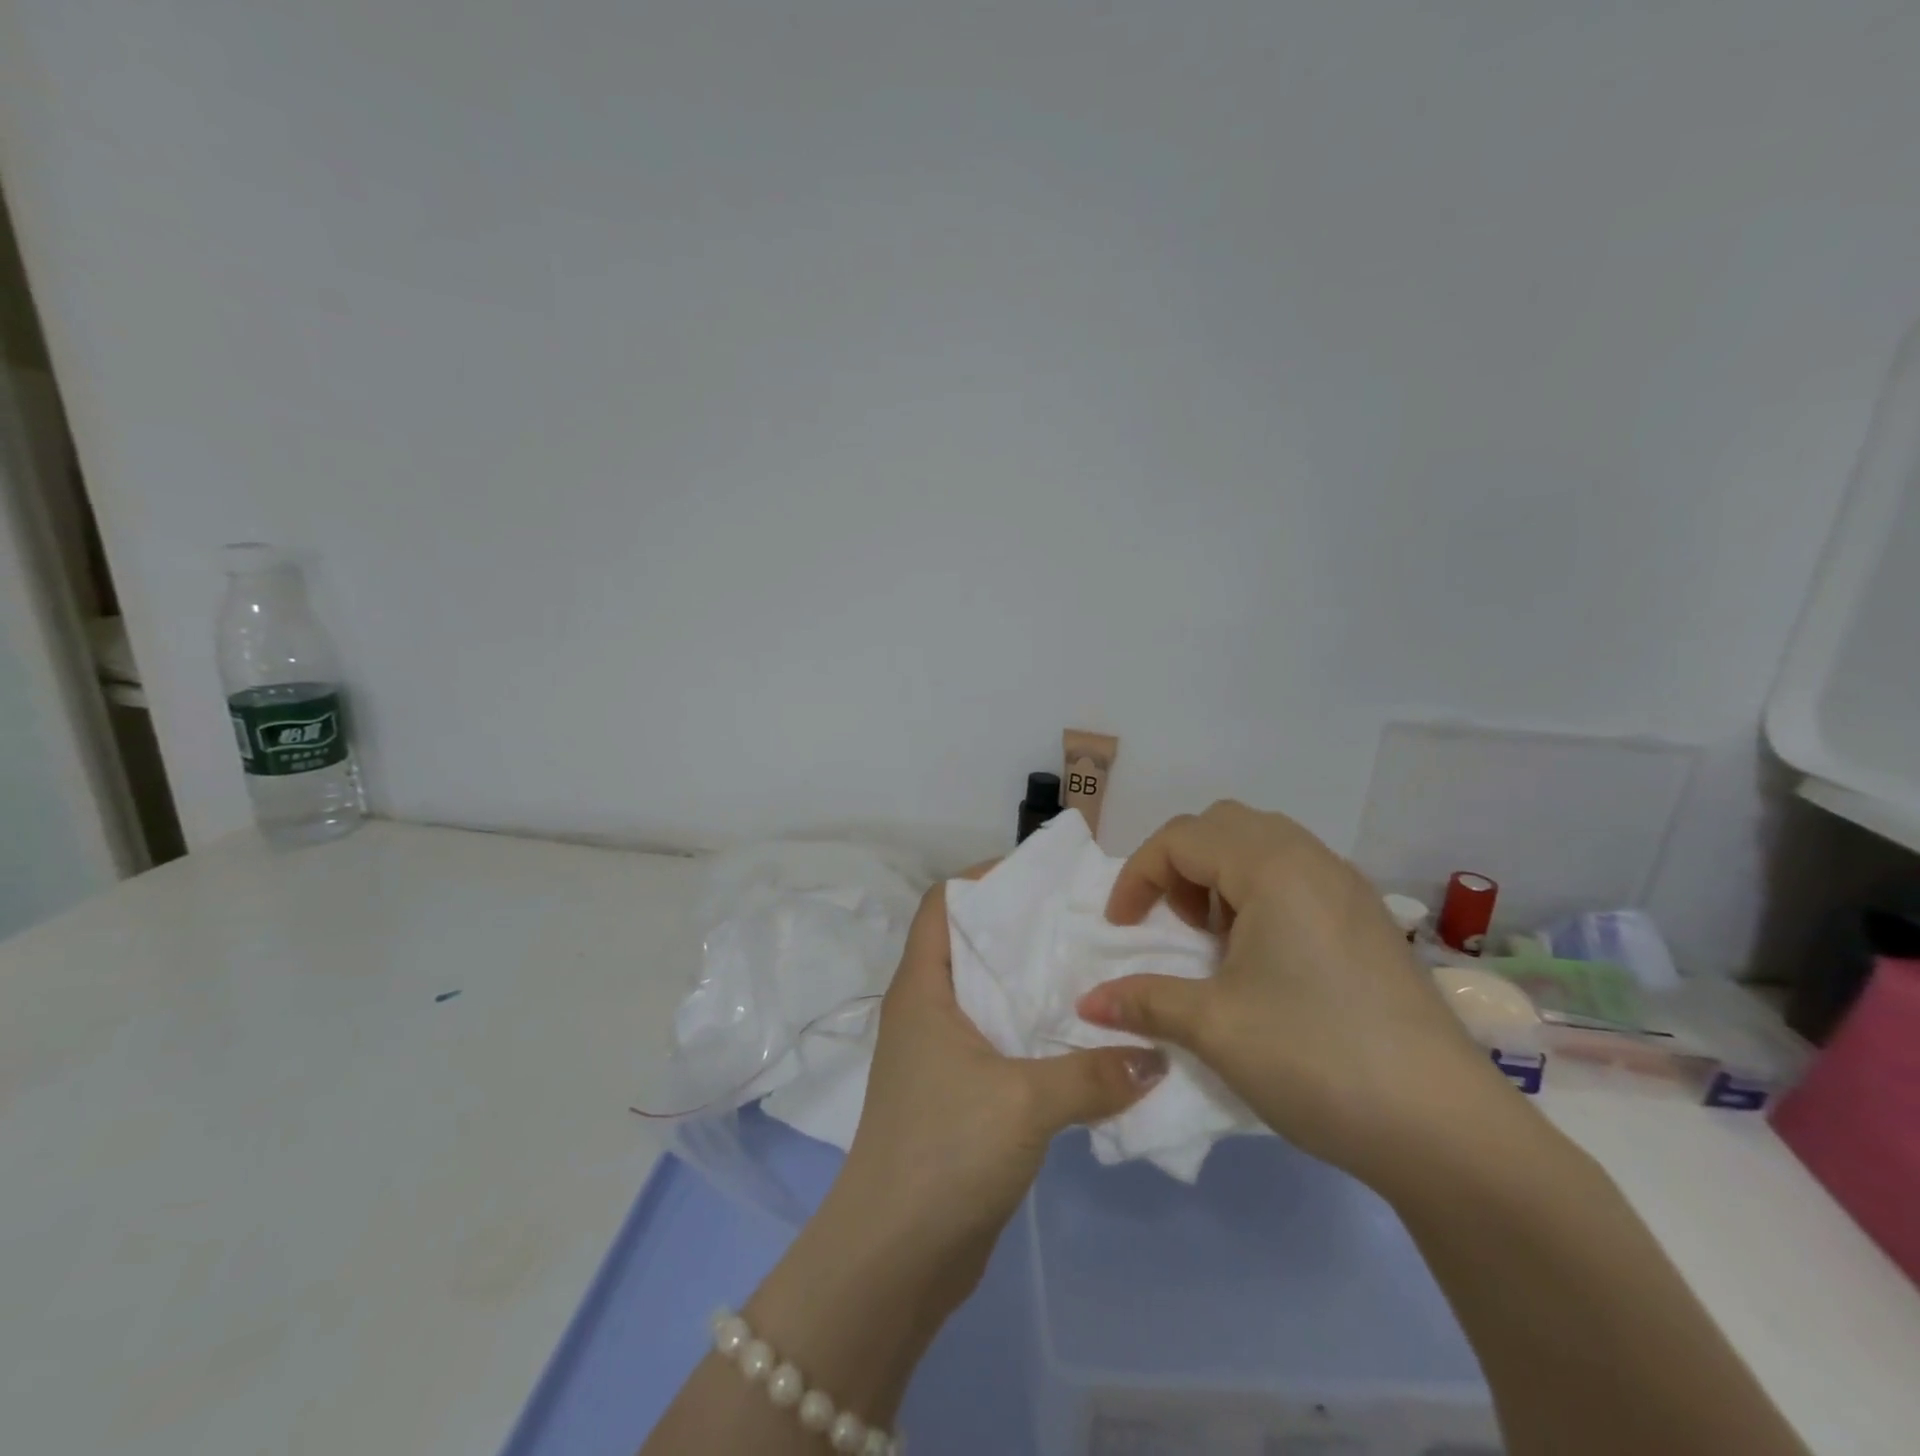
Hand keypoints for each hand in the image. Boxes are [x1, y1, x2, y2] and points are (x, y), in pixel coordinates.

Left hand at [834, 878, 1167, 1304]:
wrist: (894, 1259)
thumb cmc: (944, 1152)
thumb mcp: (1025, 1103)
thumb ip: (1093, 1074)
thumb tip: (1156, 1056)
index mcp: (922, 988)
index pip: (944, 904)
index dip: (984, 879)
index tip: (1042, 877)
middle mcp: (927, 1010)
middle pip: (974, 945)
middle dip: (1025, 930)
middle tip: (1087, 921)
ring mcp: (942, 1054)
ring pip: (992, 996)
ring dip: (1036, 986)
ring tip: (1098, 971)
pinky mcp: (960, 1093)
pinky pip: (1002, 1042)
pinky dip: (1038, 1033)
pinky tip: (1087, 1040)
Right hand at [1076, 800, 1511, 1194]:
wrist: (1447, 1131)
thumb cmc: (1316, 1059)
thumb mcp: (1214, 1027)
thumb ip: (1144, 1000)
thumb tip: (1088, 1004)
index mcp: (1272, 867)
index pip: (1181, 838)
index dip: (1138, 877)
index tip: (1122, 930)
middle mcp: (1312, 860)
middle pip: (1223, 826)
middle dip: (1180, 866)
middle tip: (1172, 925)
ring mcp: (1348, 889)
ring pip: (1263, 847)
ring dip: (1220, 879)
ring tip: (1215, 943)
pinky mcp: (1369, 921)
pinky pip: (1297, 877)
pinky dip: (1259, 896)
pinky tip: (1264, 962)